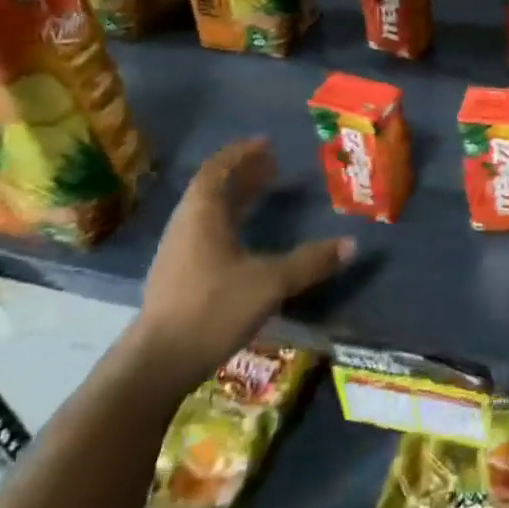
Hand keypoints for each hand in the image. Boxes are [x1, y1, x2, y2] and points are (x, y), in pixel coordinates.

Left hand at [131, 137, 352, 391]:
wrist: (156, 364)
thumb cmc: (212, 309)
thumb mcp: (270, 282)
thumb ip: (310, 261)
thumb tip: (352, 244)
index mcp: (202, 216)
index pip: (217, 171)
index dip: (241, 154)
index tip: (266, 143)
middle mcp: (186, 228)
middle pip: (212, 189)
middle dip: (243, 174)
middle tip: (273, 165)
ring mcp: (178, 254)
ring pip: (208, 213)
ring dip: (235, 198)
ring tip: (264, 194)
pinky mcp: (178, 278)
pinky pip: (206, 233)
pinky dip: (229, 222)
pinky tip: (246, 237)